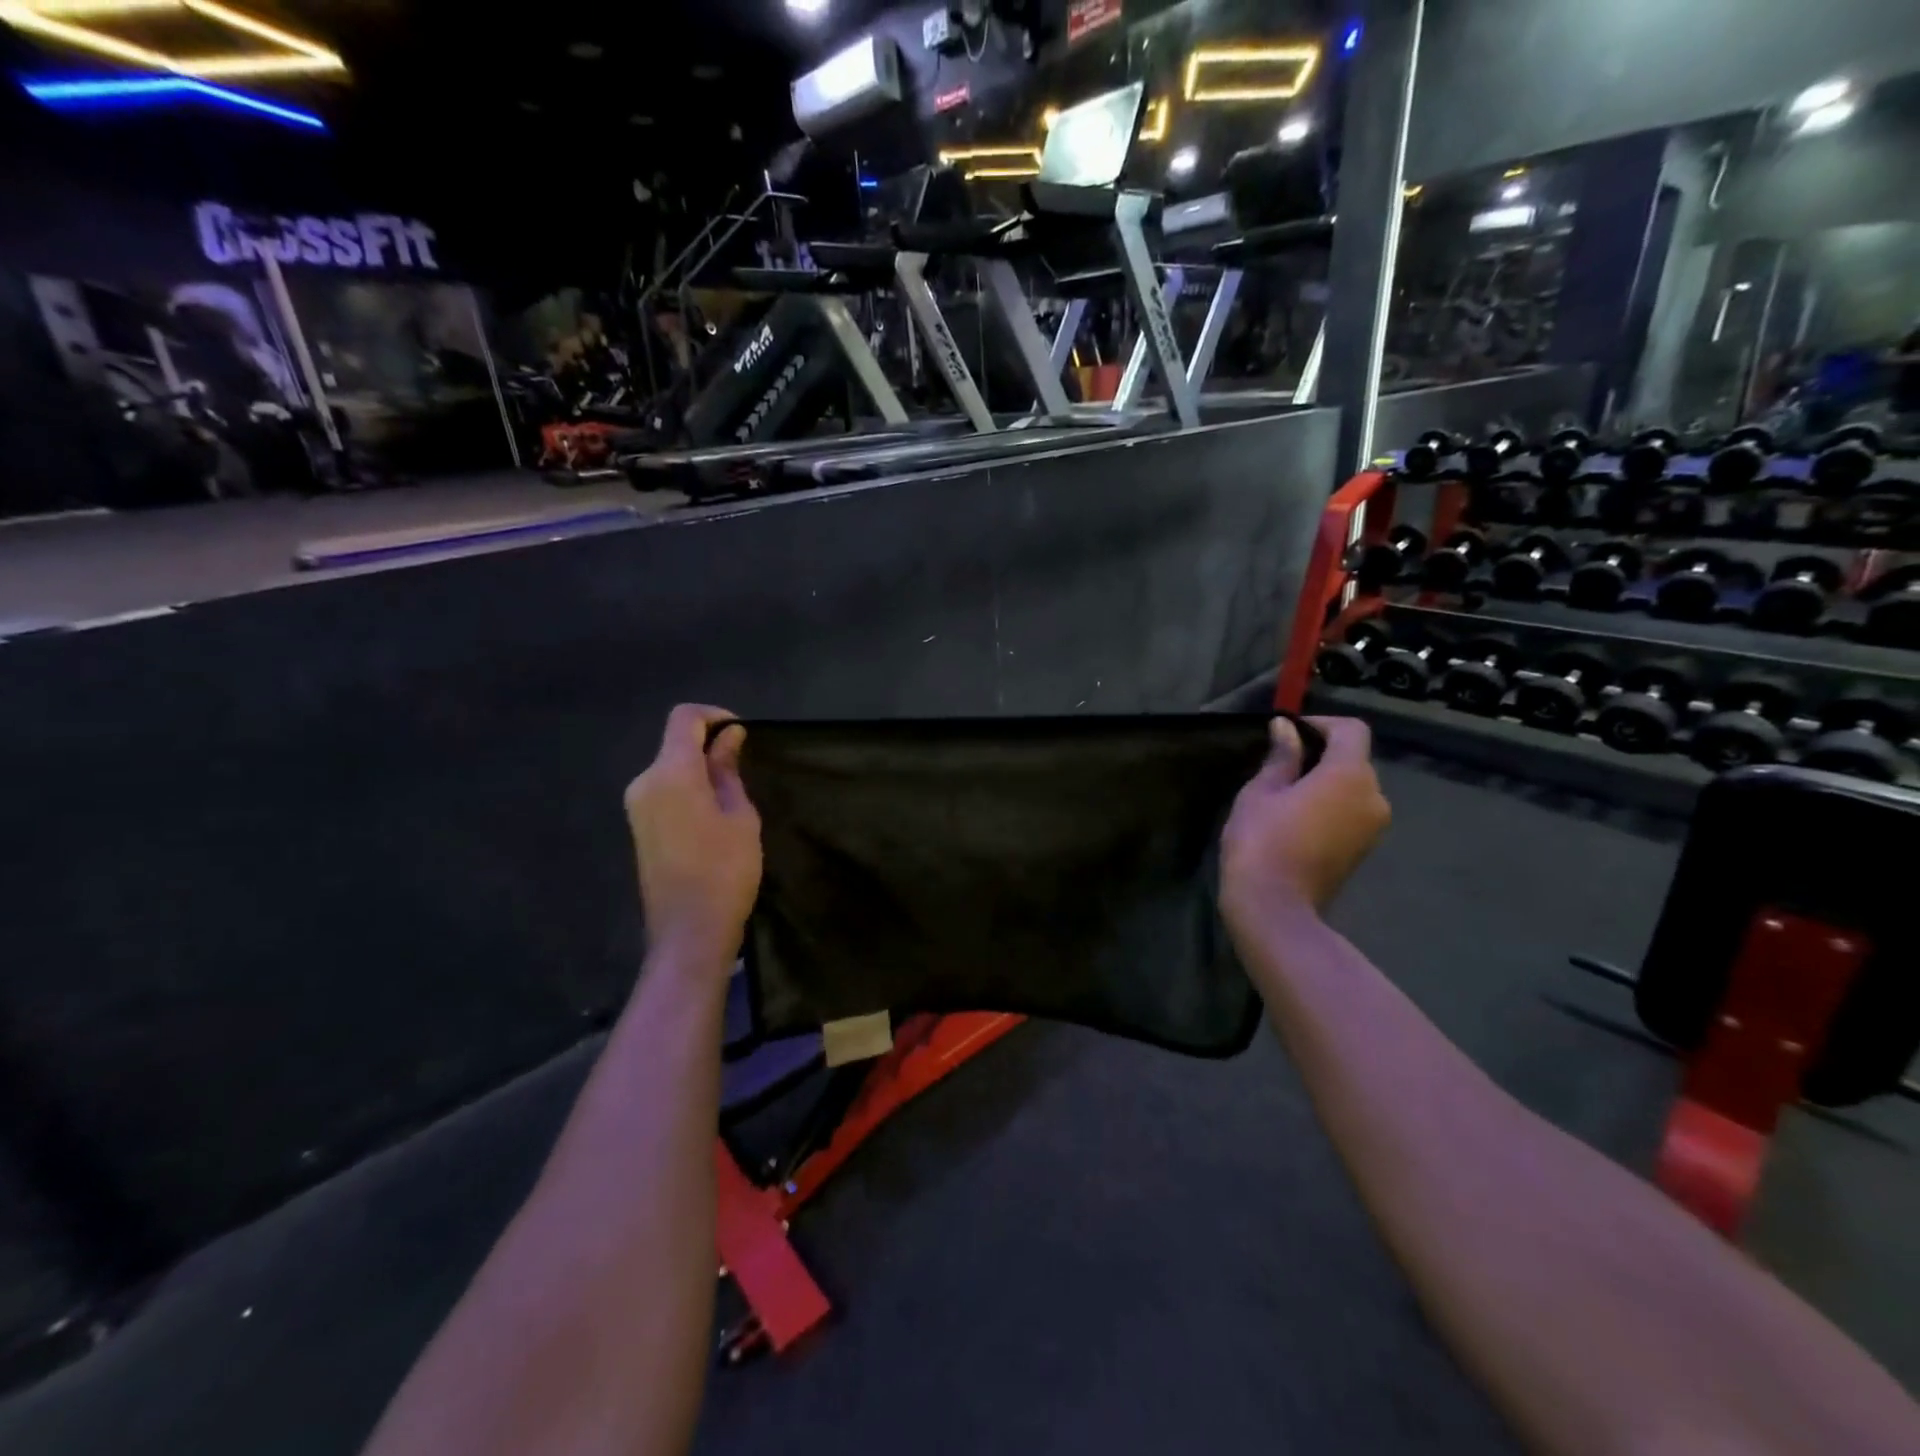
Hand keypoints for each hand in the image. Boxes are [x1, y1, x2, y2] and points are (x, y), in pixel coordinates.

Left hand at [623, 704, 761, 970]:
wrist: (689, 932)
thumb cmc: (725, 870)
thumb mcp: (739, 816)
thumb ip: (728, 771)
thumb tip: (729, 737)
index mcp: (671, 773)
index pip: (684, 719)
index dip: (715, 716)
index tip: (742, 733)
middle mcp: (645, 782)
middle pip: (675, 743)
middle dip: (709, 746)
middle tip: (745, 770)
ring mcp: (637, 807)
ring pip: (670, 768)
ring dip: (699, 770)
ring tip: (734, 797)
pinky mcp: (639, 827)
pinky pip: (664, 791)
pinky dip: (688, 789)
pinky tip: (713, 816)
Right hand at [1220, 716, 1389, 929]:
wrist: (1275, 908)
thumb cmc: (1262, 841)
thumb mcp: (1261, 791)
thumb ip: (1281, 757)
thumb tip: (1286, 728)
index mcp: (1351, 775)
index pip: (1351, 730)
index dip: (1320, 724)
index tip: (1287, 733)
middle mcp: (1374, 796)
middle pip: (1354, 759)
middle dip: (1321, 754)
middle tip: (1279, 764)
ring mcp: (1373, 827)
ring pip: (1353, 787)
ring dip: (1325, 781)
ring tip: (1285, 793)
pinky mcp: (1364, 849)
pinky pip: (1351, 811)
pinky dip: (1330, 805)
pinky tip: (1297, 818)